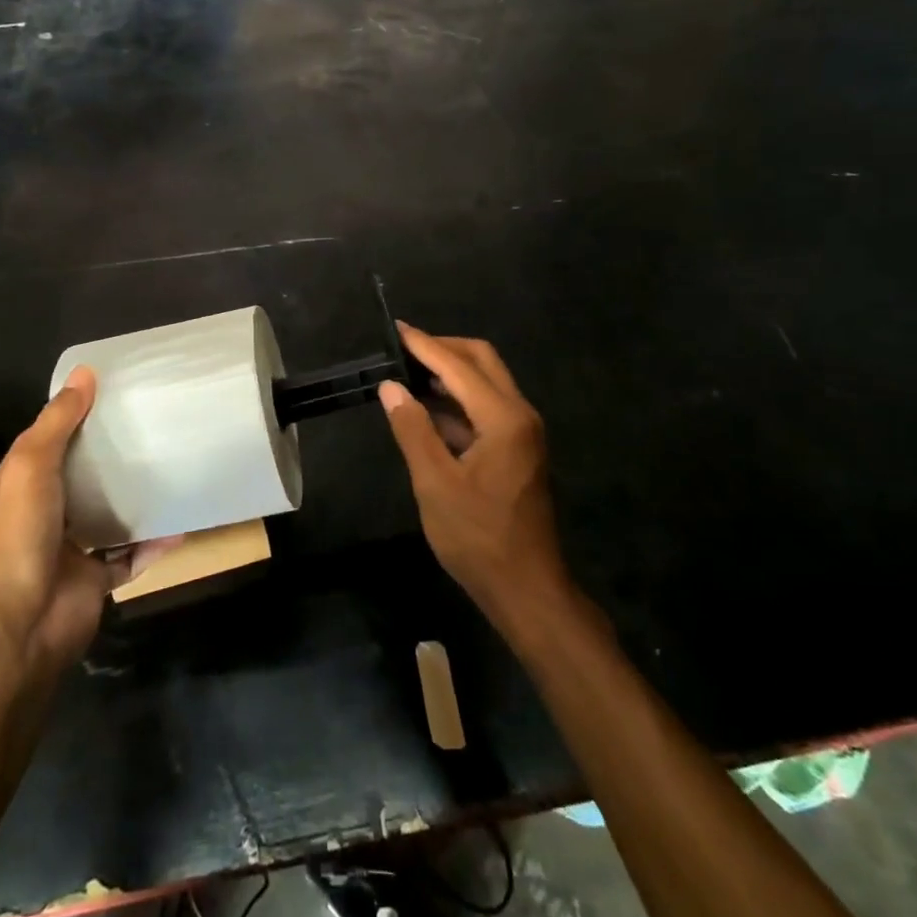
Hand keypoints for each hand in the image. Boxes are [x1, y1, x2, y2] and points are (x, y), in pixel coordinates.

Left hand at [0, 369, 168, 678]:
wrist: (15, 632)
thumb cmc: (14, 540)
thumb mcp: (29, 468)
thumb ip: (57, 423)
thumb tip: (85, 373)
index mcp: (16, 488)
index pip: (45, 443)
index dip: (73, 418)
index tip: (112, 395)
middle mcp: (40, 516)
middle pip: (79, 478)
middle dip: (109, 457)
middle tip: (152, 427)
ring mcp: (68, 551)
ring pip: (106, 516)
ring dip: (132, 499)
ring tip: (169, 469)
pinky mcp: (93, 582)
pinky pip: (129, 557)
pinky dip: (152, 543)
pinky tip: (179, 523)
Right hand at [380, 326, 571, 628]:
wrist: (525, 588)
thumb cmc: (478, 537)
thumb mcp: (435, 484)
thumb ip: (412, 430)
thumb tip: (391, 387)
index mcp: (504, 419)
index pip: (458, 366)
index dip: (424, 345)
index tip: (395, 328)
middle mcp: (520, 415)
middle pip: (482, 361)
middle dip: (443, 349)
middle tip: (402, 349)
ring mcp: (522, 433)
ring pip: (485, 384)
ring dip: (449, 374)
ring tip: (407, 374)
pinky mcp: (517, 450)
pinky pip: (485, 409)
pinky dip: (457, 402)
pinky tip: (426, 410)